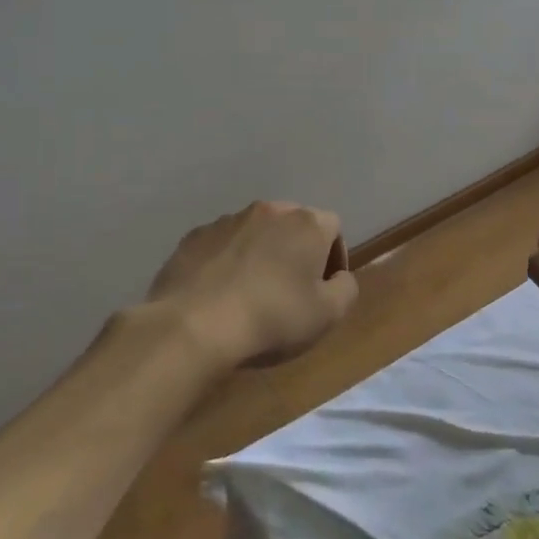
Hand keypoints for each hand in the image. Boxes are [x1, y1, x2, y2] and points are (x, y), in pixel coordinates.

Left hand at [144, 201, 359, 367]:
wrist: (193, 327)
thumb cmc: (272, 318)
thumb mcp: (329, 314)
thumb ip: (346, 288)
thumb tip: (339, 277)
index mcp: (305, 223)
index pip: (332, 227)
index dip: (334, 257)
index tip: (324, 288)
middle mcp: (268, 211)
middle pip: (292, 225)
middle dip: (296, 251)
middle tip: (291, 289)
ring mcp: (226, 221)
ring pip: (255, 233)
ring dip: (261, 254)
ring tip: (252, 293)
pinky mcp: (192, 238)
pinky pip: (221, 245)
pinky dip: (227, 262)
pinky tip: (220, 294)